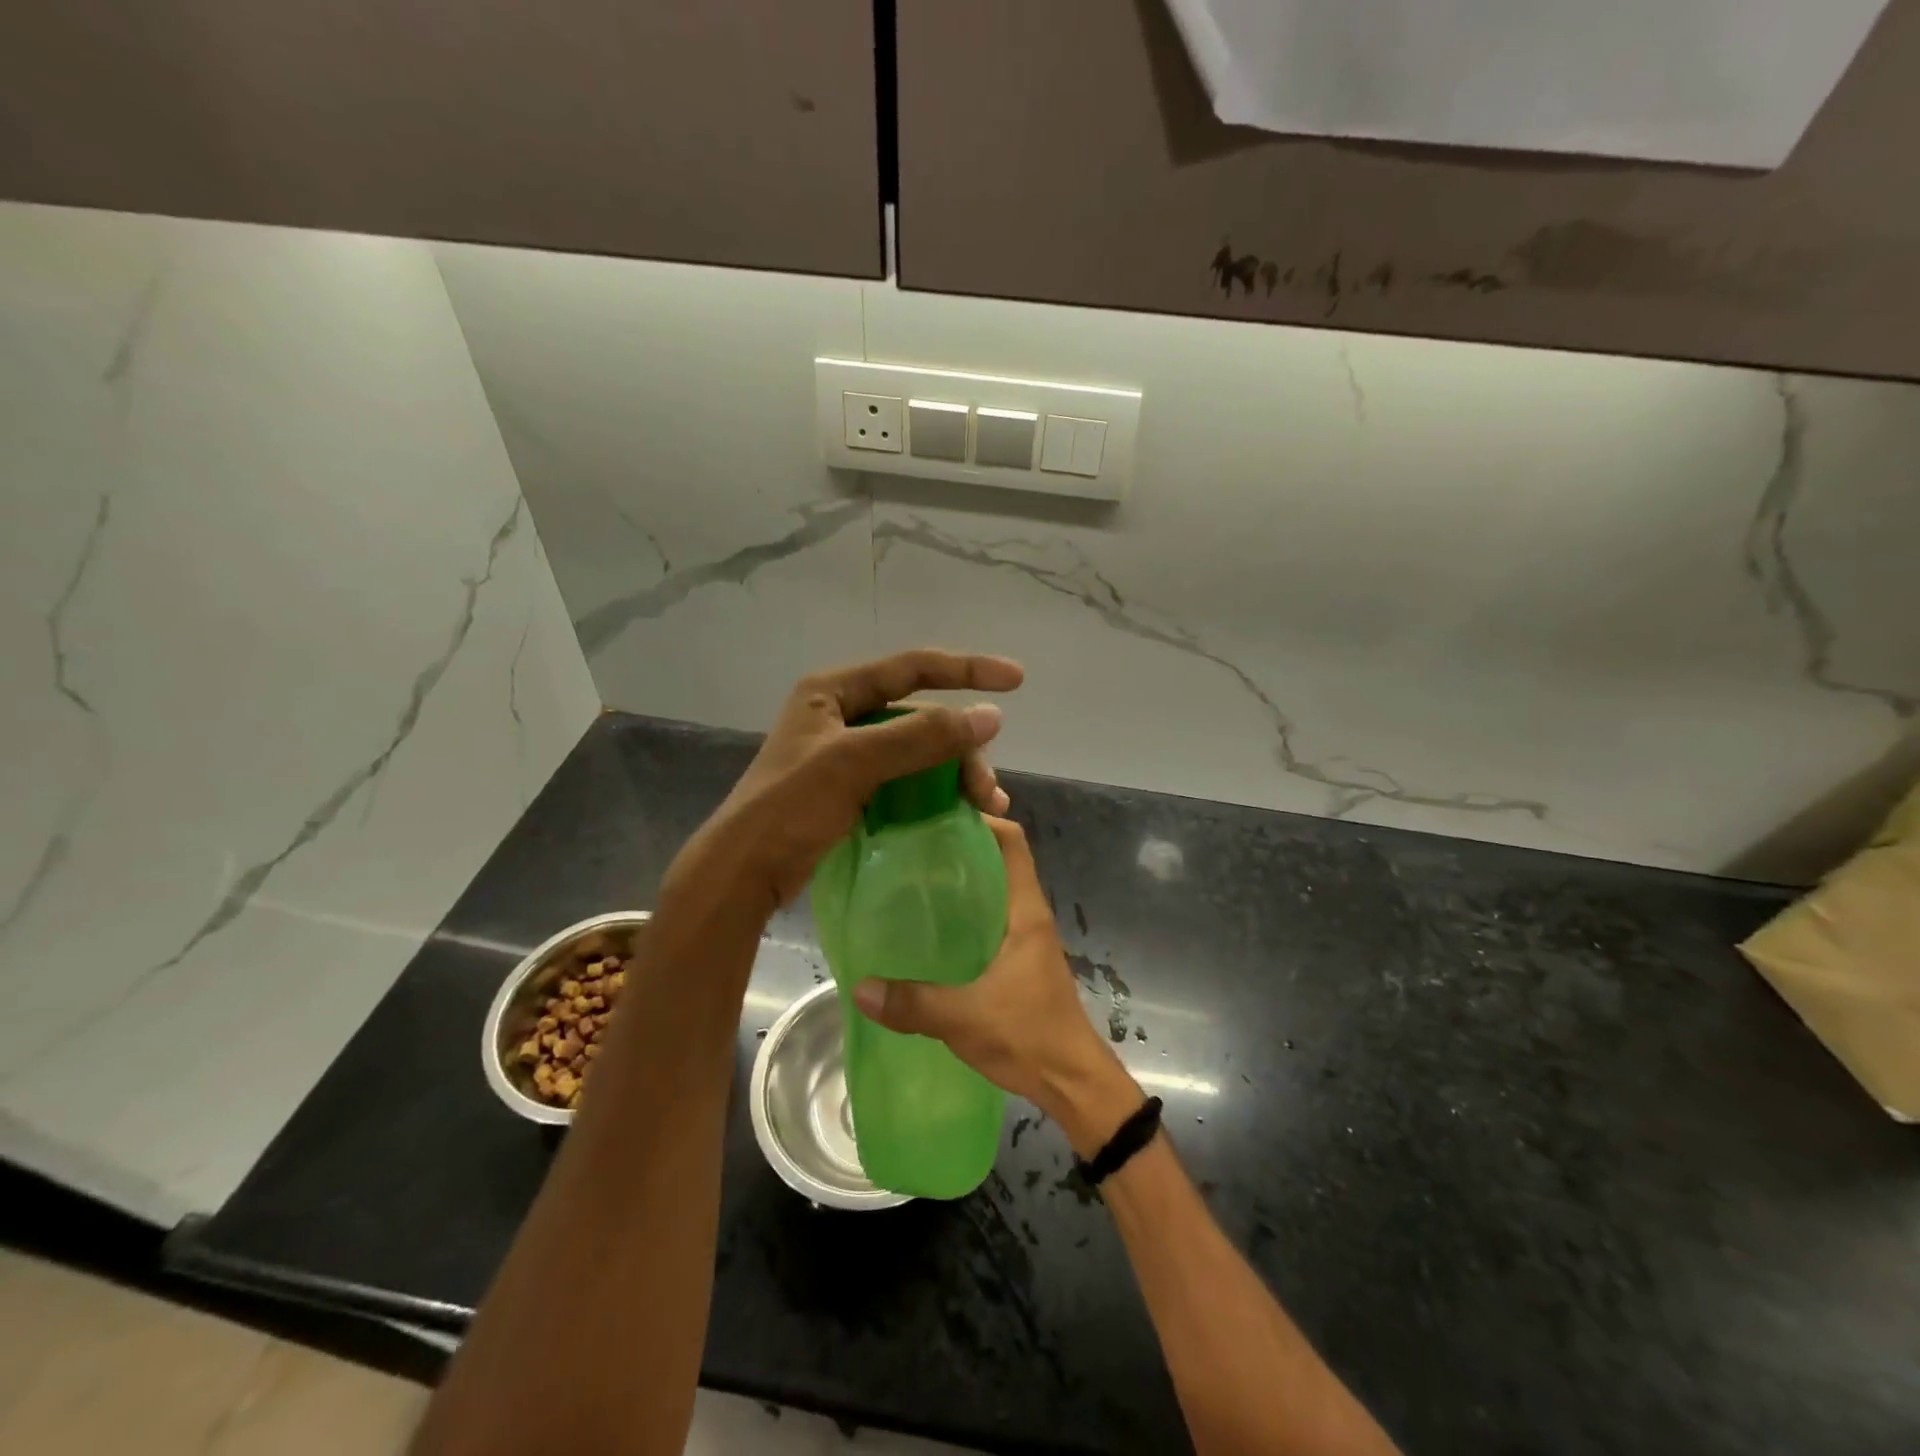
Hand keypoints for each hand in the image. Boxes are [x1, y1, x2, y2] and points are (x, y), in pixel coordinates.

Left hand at [693, 649, 1023, 909]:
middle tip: (988, 789)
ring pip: (919, 750)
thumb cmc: (790, 806)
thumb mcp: (855, 762)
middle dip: (962, 747)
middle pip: (921, 716)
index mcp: (834, 690)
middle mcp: (842, 714)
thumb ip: (922, 736)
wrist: (744, 871)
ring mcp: (846, 753)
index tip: (1016, 680)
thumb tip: (991, 715)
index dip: (967, 669)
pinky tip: (960, 812)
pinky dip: (936, 791)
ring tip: (985, 805)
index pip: (913, 667)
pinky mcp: (851, 789)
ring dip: (955, 773)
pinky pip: (907, 779)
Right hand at [851, 817, 1143, 1155]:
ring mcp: (1027, 939)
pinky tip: (933, 929)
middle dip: (962, 848)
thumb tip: (860, 987)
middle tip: (912, 845)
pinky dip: (966, 913)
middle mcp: (1029, 916)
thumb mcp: (965, 1018)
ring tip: (914, 880)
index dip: (983, 820)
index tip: (939, 814)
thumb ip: (913, 1003)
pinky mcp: (1021, 962)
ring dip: (964, 882)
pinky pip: (991, 921)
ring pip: (995, 892)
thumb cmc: (1029, 1037)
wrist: (1074, 1083)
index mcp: (1026, 912)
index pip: (1012, 843)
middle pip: (1000, 862)